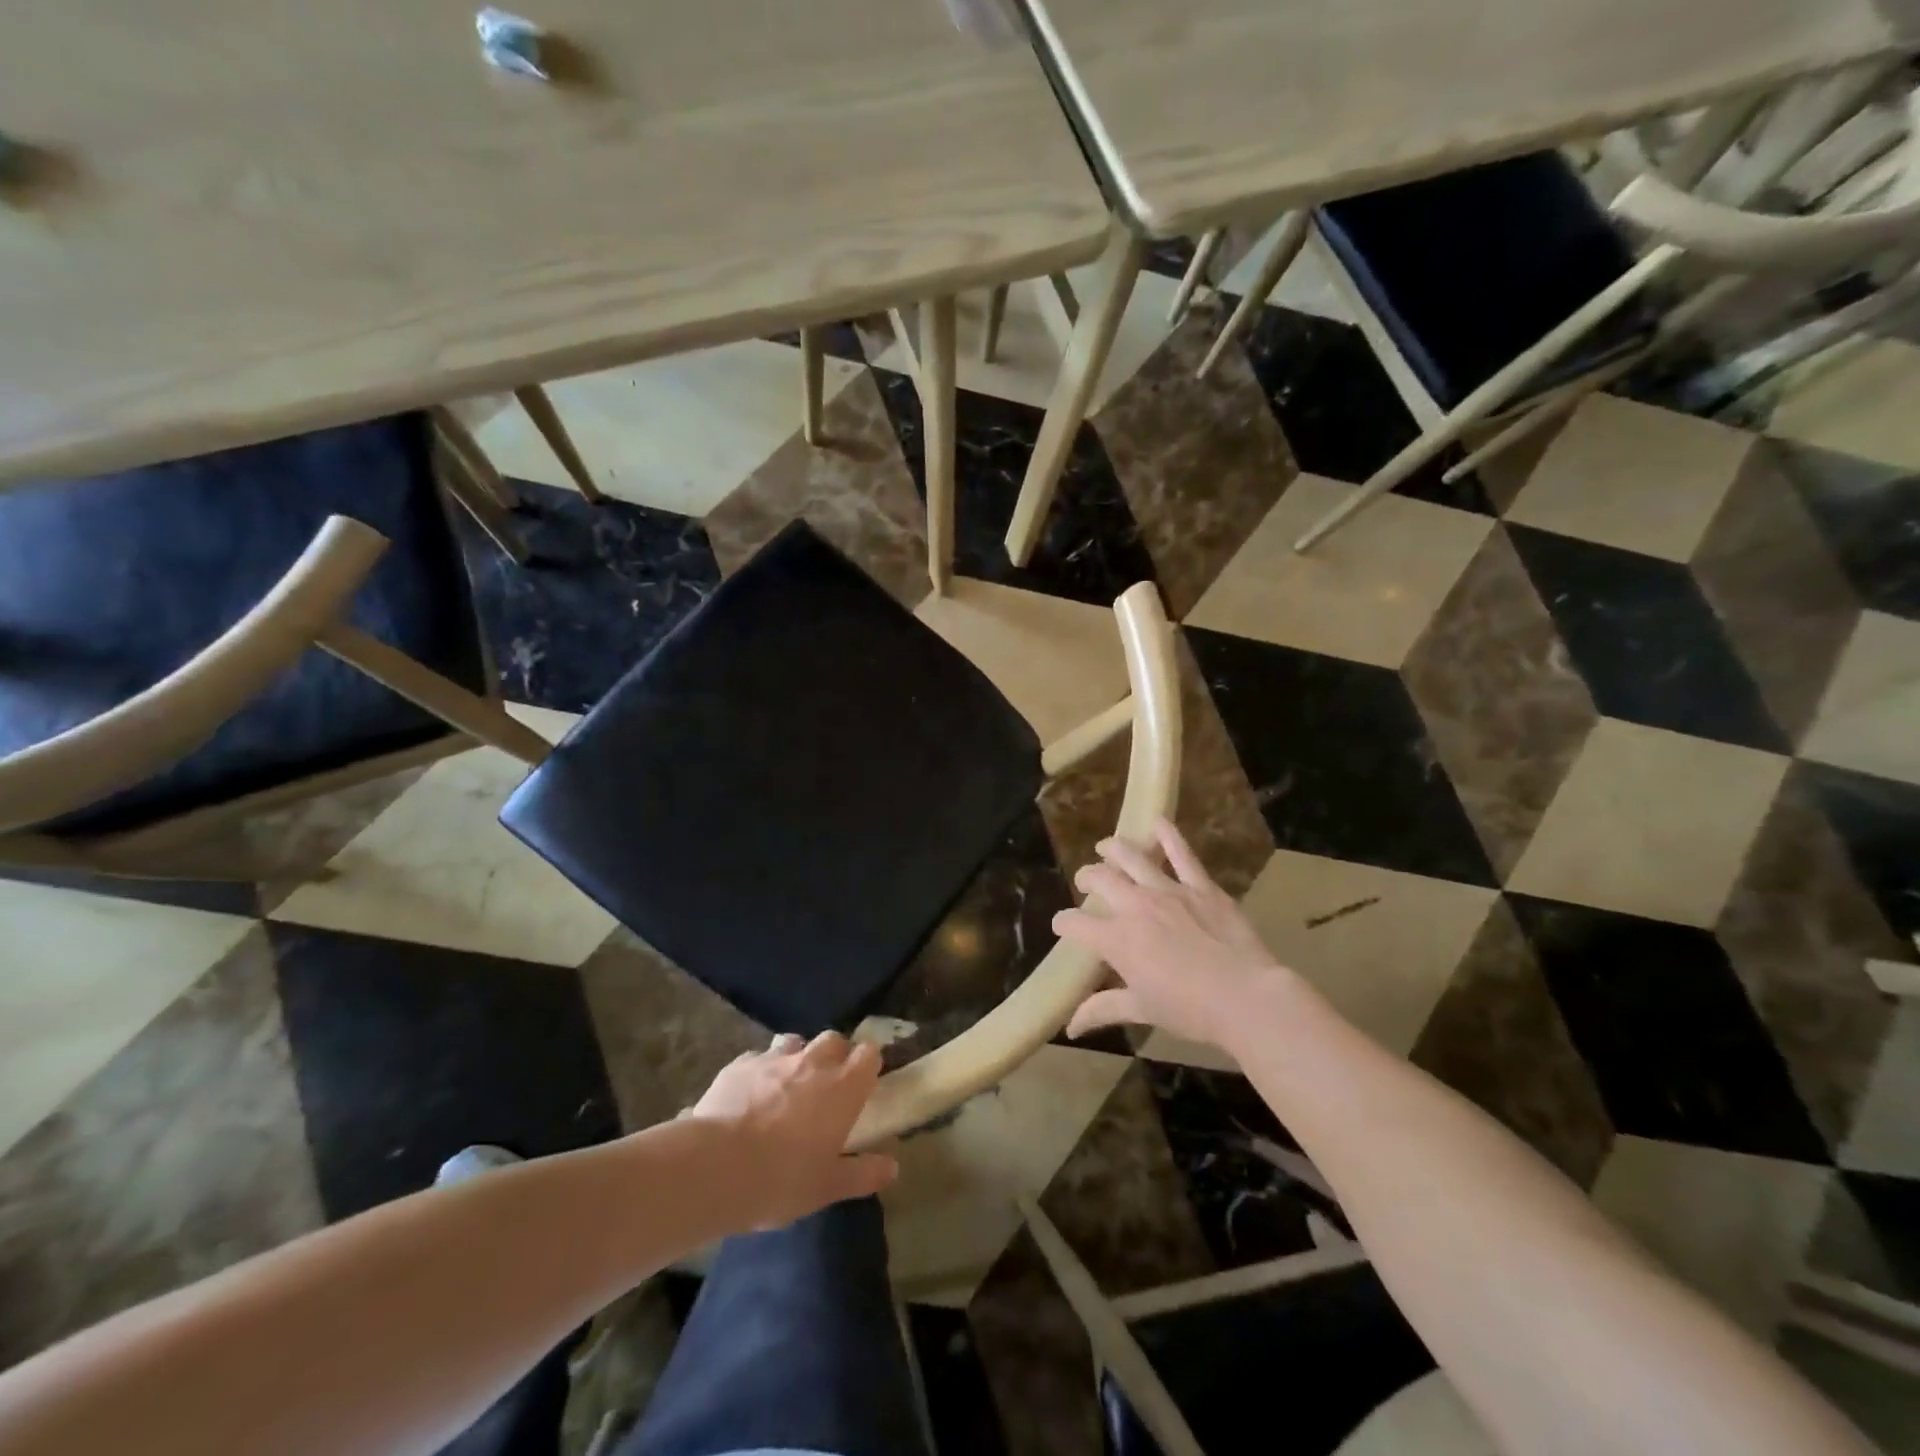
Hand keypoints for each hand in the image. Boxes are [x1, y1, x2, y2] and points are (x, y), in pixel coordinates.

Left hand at [685, 1032, 898, 1231]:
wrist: (715, 1166)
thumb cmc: (782, 1179)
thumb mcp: (827, 1187)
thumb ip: (862, 1174)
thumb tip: (893, 1167)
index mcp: (843, 1087)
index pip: (869, 1054)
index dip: (867, 1065)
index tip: (863, 1083)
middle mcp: (813, 1062)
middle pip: (833, 1040)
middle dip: (834, 1055)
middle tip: (827, 1085)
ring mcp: (774, 1058)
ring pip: (795, 1042)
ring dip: (797, 1057)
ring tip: (787, 1085)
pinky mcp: (740, 1063)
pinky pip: (758, 1057)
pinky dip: (761, 1070)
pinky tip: (750, 1094)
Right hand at [1054, 819, 1293, 1052]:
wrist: (1245, 997)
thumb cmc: (1189, 1009)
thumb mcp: (1141, 1009)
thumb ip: (1102, 1009)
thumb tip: (1071, 1027)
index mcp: (1116, 939)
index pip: (1073, 924)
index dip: (1062, 924)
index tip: (1062, 926)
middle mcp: (1134, 906)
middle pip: (1099, 879)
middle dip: (1086, 879)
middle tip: (1087, 883)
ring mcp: (1167, 891)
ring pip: (1131, 856)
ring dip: (1114, 849)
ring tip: (1107, 847)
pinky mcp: (1200, 885)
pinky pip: (1181, 853)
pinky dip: (1168, 834)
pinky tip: (1158, 822)